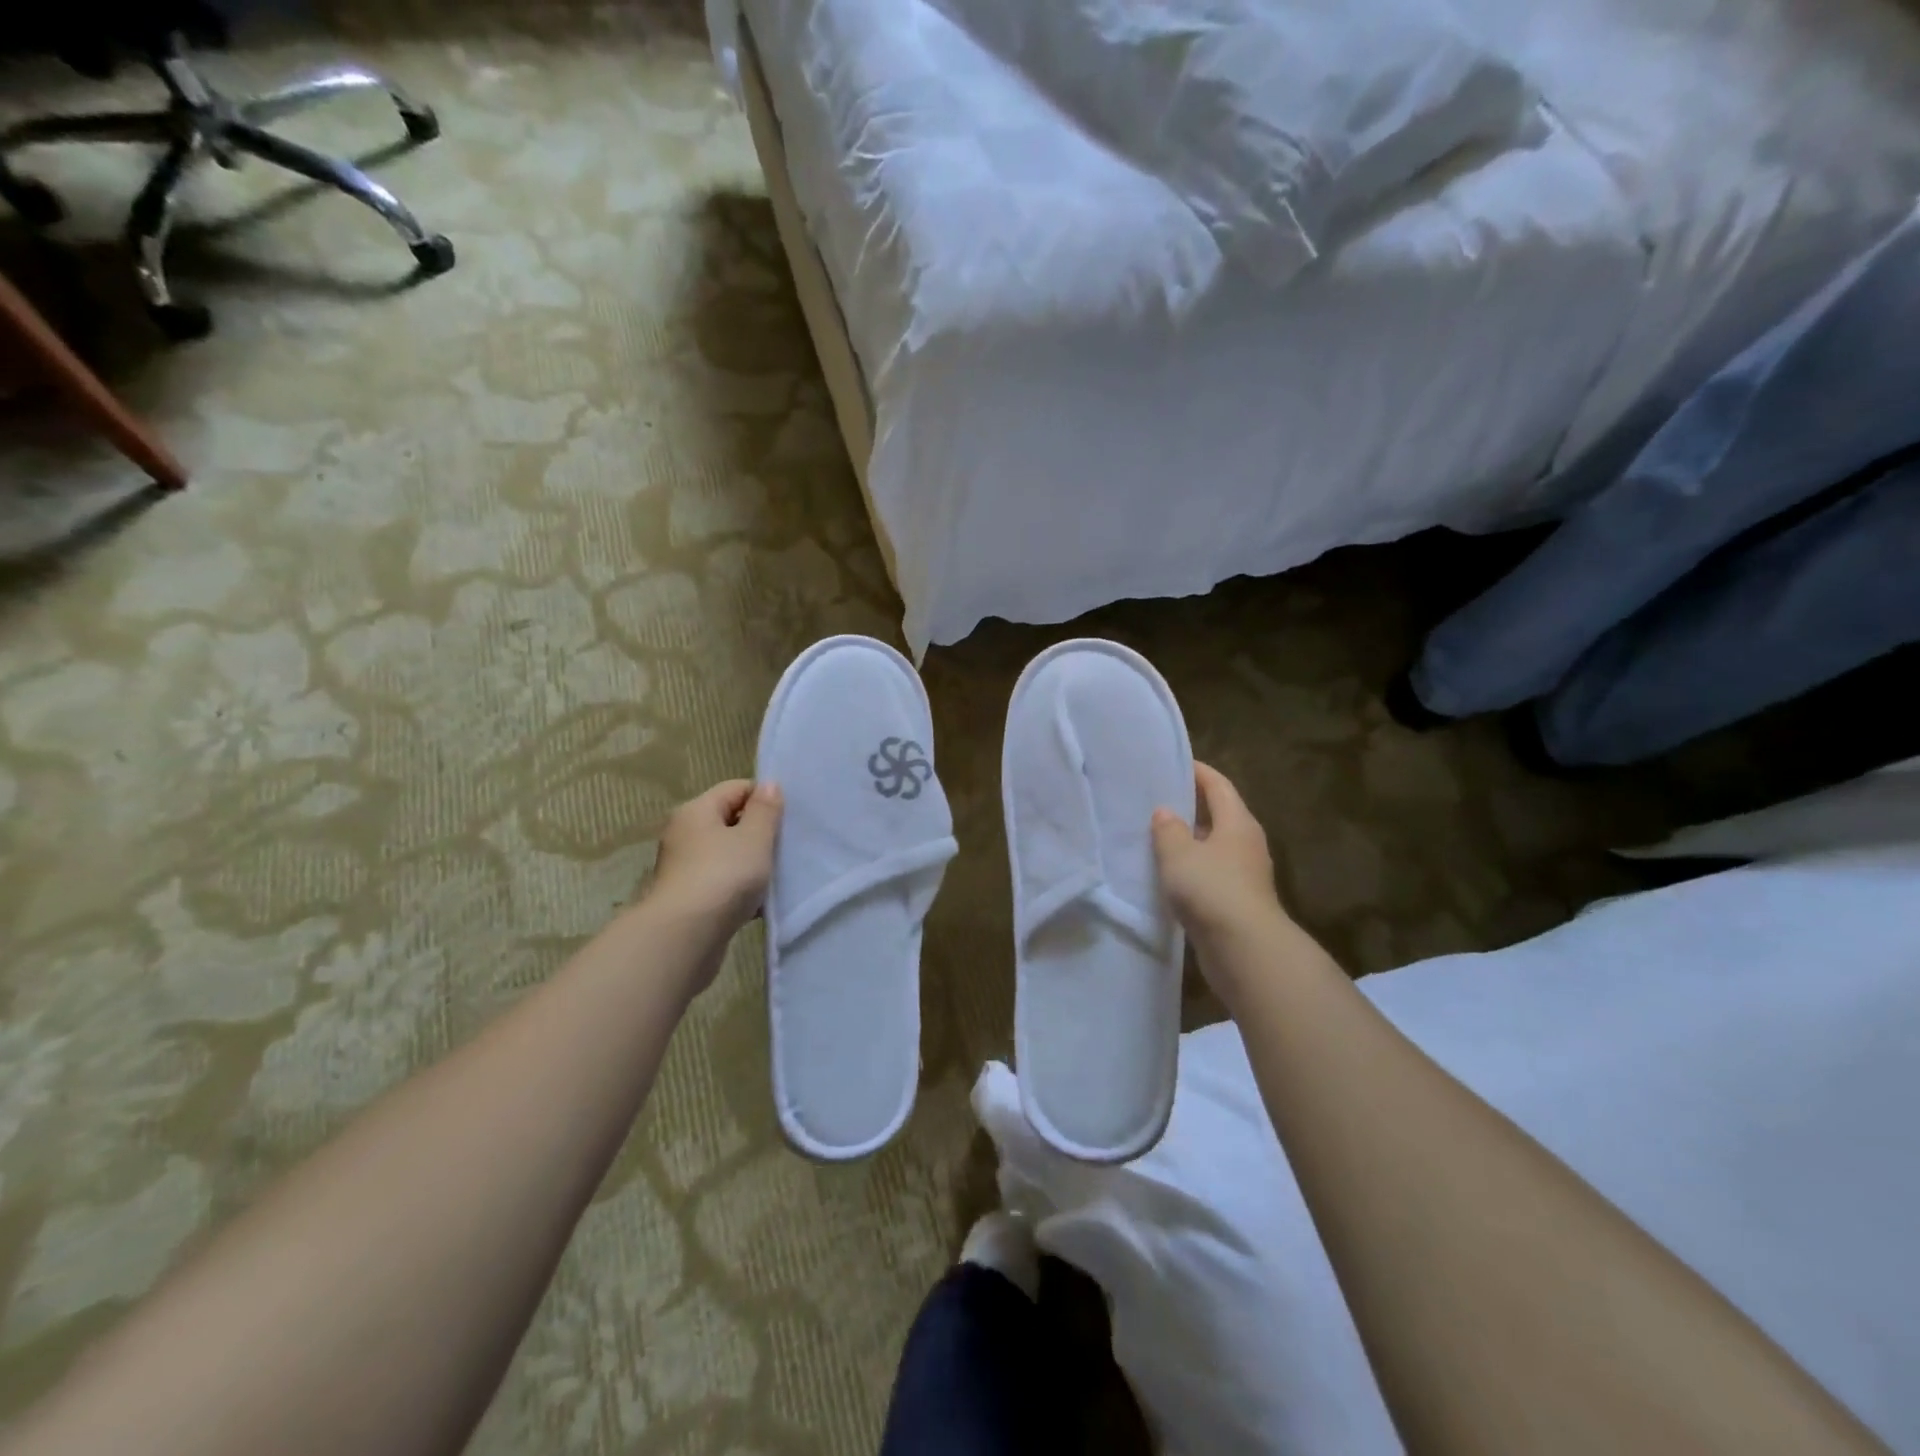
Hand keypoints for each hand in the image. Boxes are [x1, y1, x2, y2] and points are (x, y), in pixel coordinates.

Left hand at [647, 780, 782, 933]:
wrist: (684, 938)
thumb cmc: (723, 877)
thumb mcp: (754, 838)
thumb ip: (765, 810)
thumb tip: (768, 784)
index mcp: (696, 811)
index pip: (736, 788)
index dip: (764, 798)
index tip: (788, 819)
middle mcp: (685, 835)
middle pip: (730, 822)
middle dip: (760, 833)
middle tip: (787, 847)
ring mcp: (684, 869)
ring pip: (728, 856)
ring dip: (752, 864)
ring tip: (778, 876)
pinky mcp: (689, 899)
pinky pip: (722, 884)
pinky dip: (741, 890)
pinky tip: (760, 904)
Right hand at [1151, 763, 1286, 949]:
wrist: (1245, 949)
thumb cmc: (1212, 889)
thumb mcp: (1179, 854)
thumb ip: (1168, 829)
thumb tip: (1166, 812)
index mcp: (1238, 822)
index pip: (1218, 785)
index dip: (1198, 772)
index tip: (1174, 763)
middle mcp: (1246, 843)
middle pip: (1219, 814)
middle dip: (1192, 805)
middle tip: (1158, 798)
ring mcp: (1245, 874)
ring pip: (1214, 846)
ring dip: (1190, 840)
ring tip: (1158, 835)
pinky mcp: (1238, 901)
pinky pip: (1212, 873)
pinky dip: (1192, 867)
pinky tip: (1170, 874)